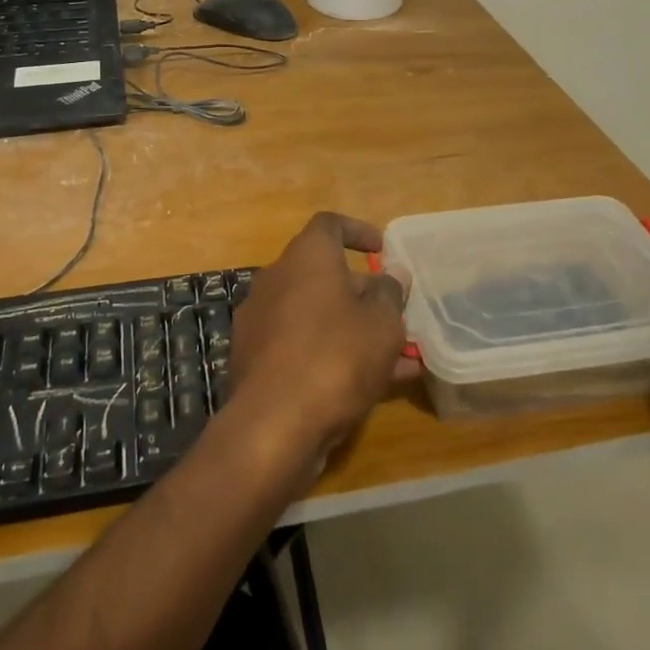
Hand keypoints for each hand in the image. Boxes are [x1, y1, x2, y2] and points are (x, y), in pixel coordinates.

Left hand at [229, 212, 411, 464]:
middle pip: (322, 273)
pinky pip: (301, 344)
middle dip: (360, 291)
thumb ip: (389, 294)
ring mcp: (260, 319)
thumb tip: (391, 274)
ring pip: (316, 314)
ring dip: (352, 327)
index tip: (382, 249)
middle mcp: (276, 279)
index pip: (329, 224)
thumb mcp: (382, 324)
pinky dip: (331, 354)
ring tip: (395, 355)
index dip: (358, 231)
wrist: (273, 424)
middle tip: (394, 312)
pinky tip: (368, 385)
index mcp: (305, 257)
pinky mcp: (254, 358)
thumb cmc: (336, 357)